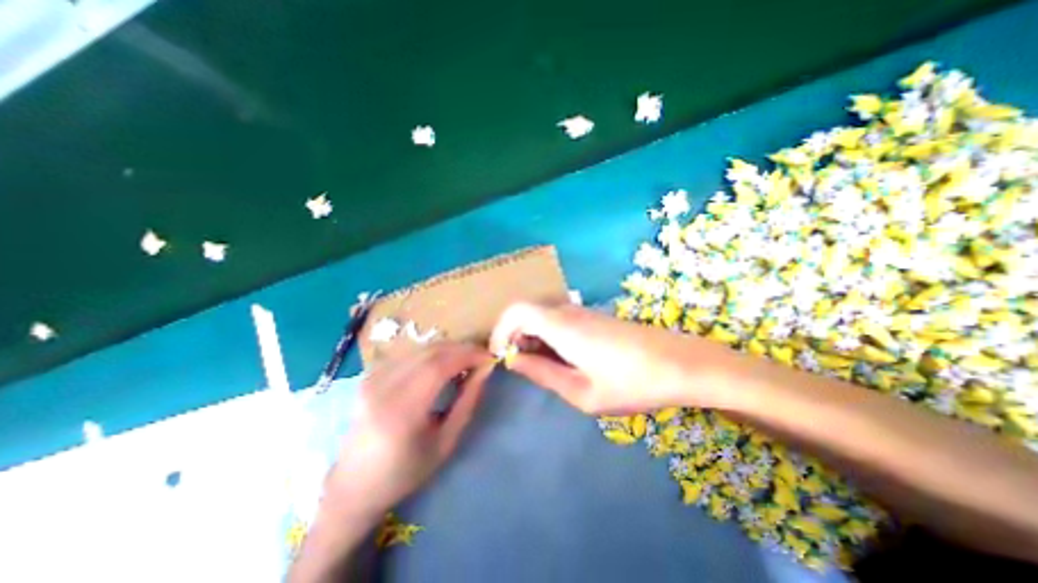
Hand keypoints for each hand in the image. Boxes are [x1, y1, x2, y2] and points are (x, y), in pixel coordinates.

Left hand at [325, 341, 492, 519]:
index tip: (489, 357)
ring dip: (448, 349)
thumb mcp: (446, 442)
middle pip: (430, 351)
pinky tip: (442, 364)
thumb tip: (485, 369)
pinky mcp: (369, 375)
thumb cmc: (405, 472)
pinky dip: (432, 353)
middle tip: (481, 356)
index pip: (439, 366)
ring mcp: (372, 378)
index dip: (468, 355)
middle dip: (461, 348)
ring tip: (466, 360)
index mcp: (401, 412)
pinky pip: (409, 354)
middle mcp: (382, 388)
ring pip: (420, 348)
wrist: (353, 485)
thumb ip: (467, 401)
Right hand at [491, 304, 731, 413]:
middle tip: (522, 368)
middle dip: (515, 337)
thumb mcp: (581, 391)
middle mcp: (568, 311)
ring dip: (532, 338)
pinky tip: (564, 360)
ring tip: (543, 368)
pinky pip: (559, 320)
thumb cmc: (631, 382)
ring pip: (542, 317)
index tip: (499, 356)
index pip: (516, 310)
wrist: (681, 363)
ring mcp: (582, 311)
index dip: (500, 330)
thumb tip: (513, 360)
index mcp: (561, 325)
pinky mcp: (593, 317)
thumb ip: (542, 373)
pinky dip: (549, 337)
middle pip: (526, 313)